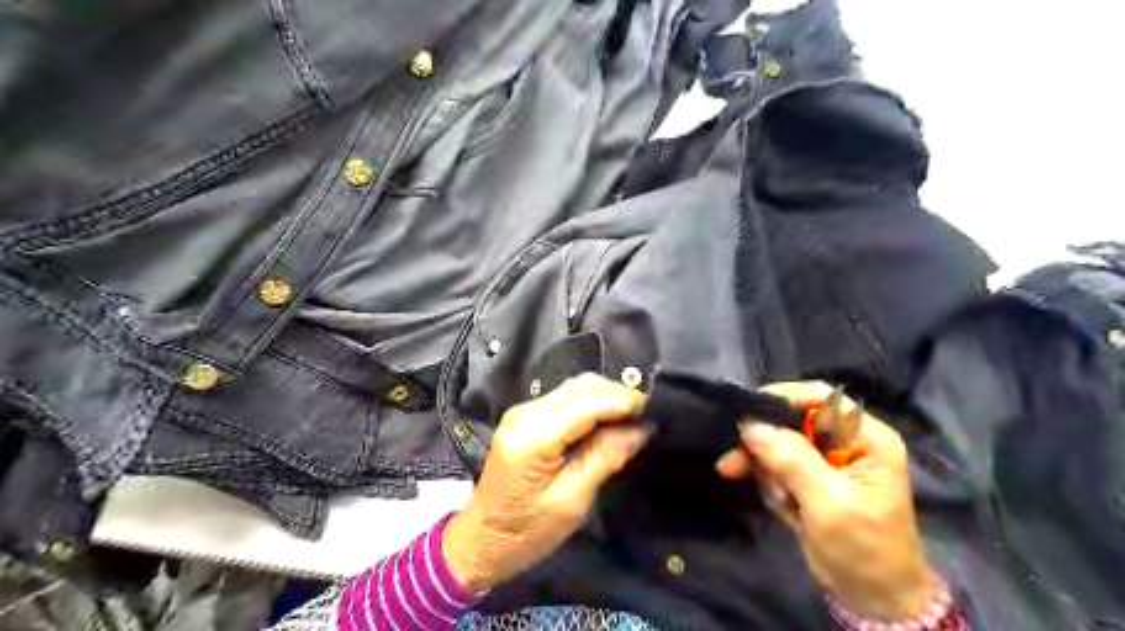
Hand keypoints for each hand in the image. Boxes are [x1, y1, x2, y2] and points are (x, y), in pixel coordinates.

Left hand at [441, 374, 644, 595]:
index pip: (588, 402)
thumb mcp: (571, 501)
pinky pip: (566, 398)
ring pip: (575, 387)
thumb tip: (641, 428)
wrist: (481, 538)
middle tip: (646, 418)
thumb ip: (605, 457)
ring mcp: (523, 410)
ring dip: (606, 398)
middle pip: (582, 385)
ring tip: (632, 420)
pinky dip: (592, 404)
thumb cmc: (526, 531)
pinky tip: (608, 422)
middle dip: (618, 396)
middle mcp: (526, 412)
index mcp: (534, 436)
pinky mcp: (526, 415)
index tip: (656, 411)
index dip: (624, 401)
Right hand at [716, 379, 941, 619]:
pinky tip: (783, 508)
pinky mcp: (810, 479)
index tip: (745, 415)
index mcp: (865, 438)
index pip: (819, 399)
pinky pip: (776, 467)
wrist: (871, 599)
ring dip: (768, 471)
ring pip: (778, 445)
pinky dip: (771, 485)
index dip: (782, 399)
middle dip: (765, 445)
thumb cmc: (864, 548)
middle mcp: (845, 442)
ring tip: (780, 502)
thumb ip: (791, 459)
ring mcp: (826, 461)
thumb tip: (750, 426)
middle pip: (791, 421)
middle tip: (732, 463)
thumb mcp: (828, 502)